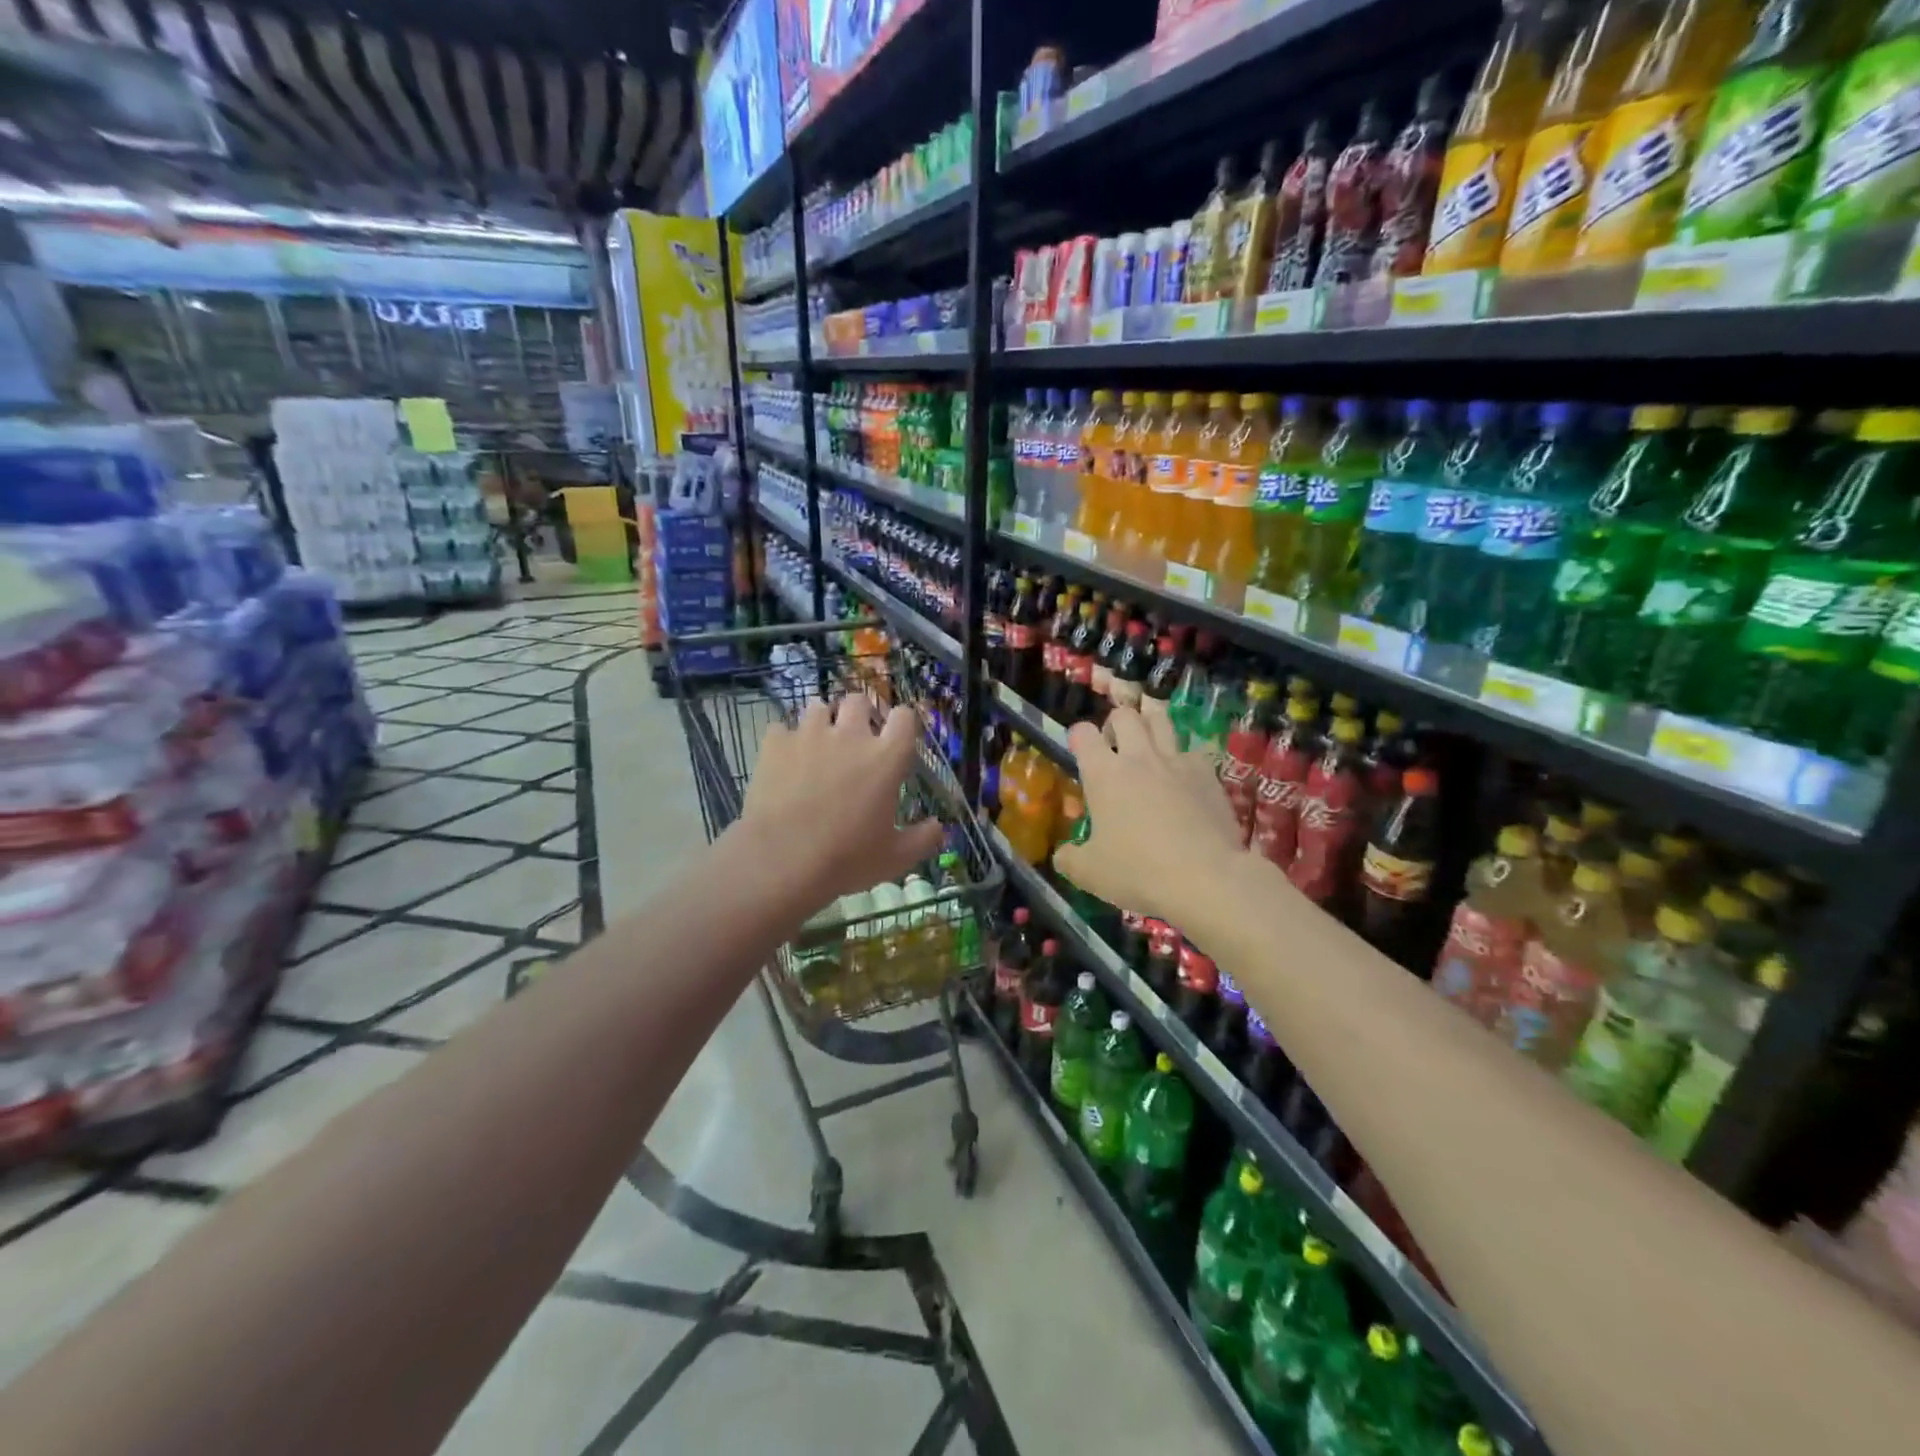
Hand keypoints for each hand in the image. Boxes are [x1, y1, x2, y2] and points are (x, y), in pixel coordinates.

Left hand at [739, 698, 945, 910]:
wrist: (782, 861)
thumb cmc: (846, 859)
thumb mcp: (896, 858)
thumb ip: (924, 839)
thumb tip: (940, 827)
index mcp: (886, 757)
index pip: (904, 717)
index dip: (902, 723)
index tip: (897, 738)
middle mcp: (850, 735)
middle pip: (859, 700)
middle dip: (859, 715)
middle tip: (854, 740)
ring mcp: (810, 735)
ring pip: (818, 707)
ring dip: (822, 722)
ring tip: (818, 746)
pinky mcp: (775, 744)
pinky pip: (781, 729)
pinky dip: (785, 741)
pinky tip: (785, 761)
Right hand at [1053, 706, 1246, 924]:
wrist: (1205, 878)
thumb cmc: (1138, 871)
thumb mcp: (1089, 873)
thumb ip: (1070, 858)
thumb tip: (1063, 854)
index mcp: (1103, 774)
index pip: (1083, 733)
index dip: (1078, 736)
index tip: (1080, 750)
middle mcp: (1138, 757)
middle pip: (1124, 715)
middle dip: (1115, 722)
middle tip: (1115, 744)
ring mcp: (1176, 761)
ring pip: (1161, 720)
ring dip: (1150, 721)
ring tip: (1148, 737)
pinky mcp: (1208, 773)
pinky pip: (1192, 750)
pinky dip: (1184, 756)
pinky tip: (1184, 773)